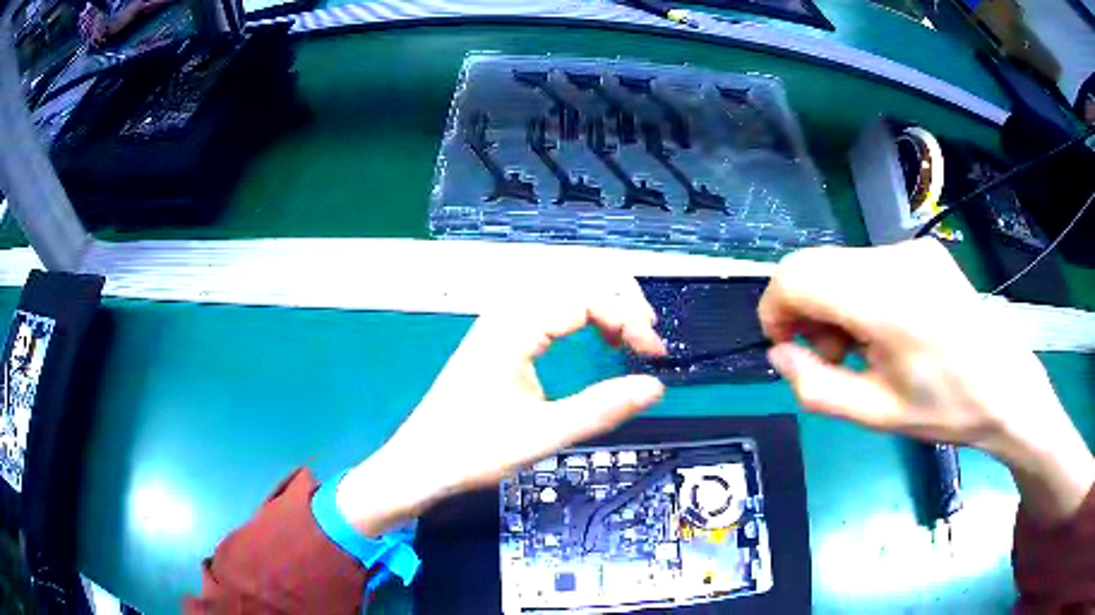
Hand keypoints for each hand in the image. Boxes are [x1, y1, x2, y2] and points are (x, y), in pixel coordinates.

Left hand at [337, 277, 666, 535]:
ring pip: (562, 293)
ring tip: (628, 337)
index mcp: (514, 327)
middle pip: (575, 282)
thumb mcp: (542, 436)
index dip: (629, 319)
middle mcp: (506, 313)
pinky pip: (549, 309)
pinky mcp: (498, 338)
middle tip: (648, 341)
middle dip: (620, 303)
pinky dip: (581, 317)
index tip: (655, 356)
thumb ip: (600, 409)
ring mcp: (500, 324)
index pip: (586, 298)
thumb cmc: (472, 451)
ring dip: (602, 306)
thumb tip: (655, 387)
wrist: (419, 464)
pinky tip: (593, 338)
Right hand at [760, 238, 1093, 524]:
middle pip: (815, 264)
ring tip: (859, 348)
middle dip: (803, 309)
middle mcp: (896, 258)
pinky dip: (857, 293)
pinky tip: (883, 328)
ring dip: (832, 303)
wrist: (1007, 387)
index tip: (785, 347)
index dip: (775, 308)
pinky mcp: (923, 251)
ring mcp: (912, 249)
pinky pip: (867, 264)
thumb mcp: (876, 414)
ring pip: (840, 263)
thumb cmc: (947, 409)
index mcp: (887, 301)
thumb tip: (780, 354)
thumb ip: (817, 386)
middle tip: (829, 355)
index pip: (797, 276)